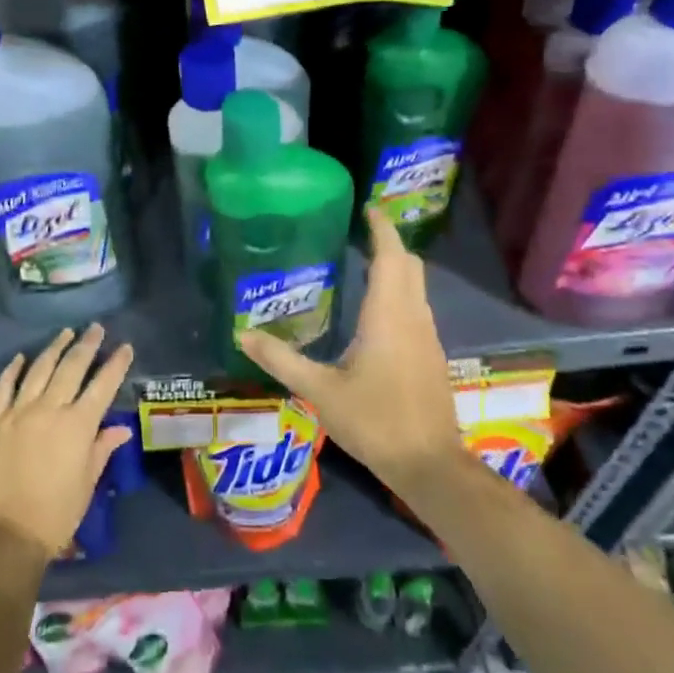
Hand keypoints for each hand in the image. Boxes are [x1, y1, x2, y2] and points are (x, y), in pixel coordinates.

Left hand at [0, 324, 134, 560]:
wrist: (5, 535)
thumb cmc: (55, 514)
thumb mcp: (87, 483)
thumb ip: (101, 449)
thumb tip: (120, 429)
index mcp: (78, 425)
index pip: (103, 386)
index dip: (116, 364)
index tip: (125, 347)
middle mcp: (49, 409)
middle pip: (71, 368)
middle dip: (87, 345)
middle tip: (96, 328)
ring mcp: (18, 413)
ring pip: (38, 370)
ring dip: (54, 349)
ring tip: (66, 333)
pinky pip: (3, 388)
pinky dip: (12, 370)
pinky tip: (20, 357)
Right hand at [239, 207, 460, 490]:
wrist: (429, 464)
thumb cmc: (375, 421)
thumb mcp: (320, 391)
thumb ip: (281, 360)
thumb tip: (243, 334)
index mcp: (388, 316)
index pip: (390, 256)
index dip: (382, 228)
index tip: (368, 207)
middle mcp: (413, 317)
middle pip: (408, 265)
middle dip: (388, 244)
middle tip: (358, 235)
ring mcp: (427, 337)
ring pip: (415, 287)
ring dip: (395, 269)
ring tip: (361, 265)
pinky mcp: (431, 356)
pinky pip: (416, 308)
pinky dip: (398, 293)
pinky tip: (375, 312)